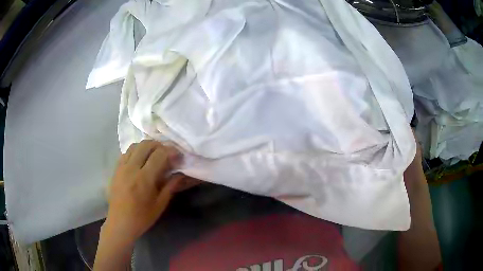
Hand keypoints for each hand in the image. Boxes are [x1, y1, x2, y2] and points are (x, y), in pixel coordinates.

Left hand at [104, 140, 182, 244]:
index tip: (178, 156)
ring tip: (154, 154)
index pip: (159, 155)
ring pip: (135, 146)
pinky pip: (126, 153)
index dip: (171, 151)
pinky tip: (140, 160)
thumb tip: (180, 174)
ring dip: (146, 146)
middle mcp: (131, 169)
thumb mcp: (160, 205)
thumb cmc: (142, 217)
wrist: (120, 223)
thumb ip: (170, 186)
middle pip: (146, 145)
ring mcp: (121, 167)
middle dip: (159, 145)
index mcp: (144, 179)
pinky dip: (135, 151)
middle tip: (167, 153)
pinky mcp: (116, 169)